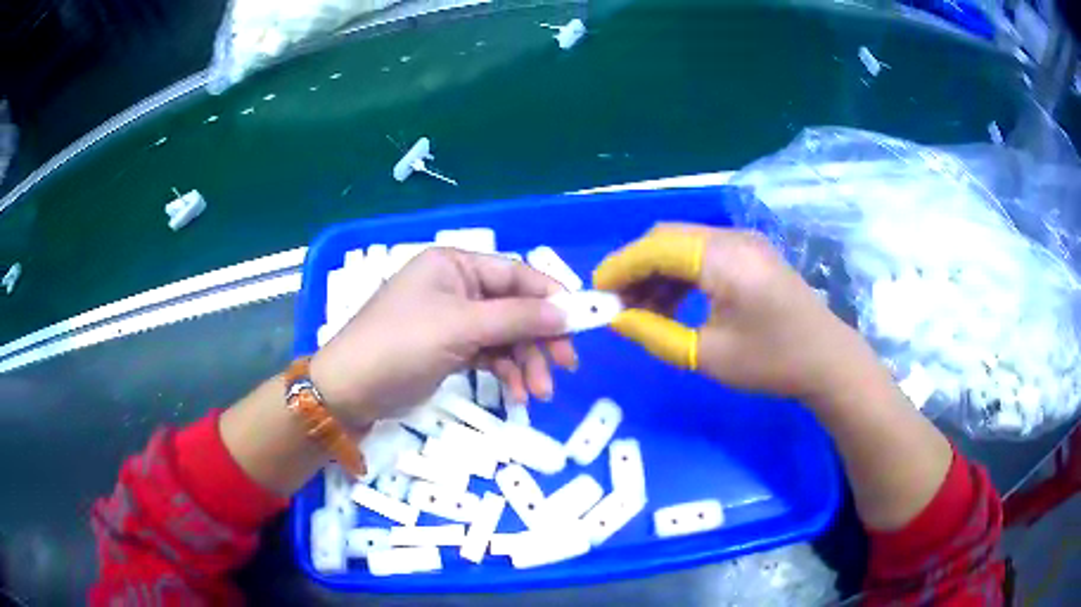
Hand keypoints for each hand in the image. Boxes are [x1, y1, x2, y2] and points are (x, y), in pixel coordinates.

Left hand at [311, 248, 577, 428]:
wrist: (350, 391)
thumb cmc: (401, 345)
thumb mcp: (460, 327)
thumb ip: (516, 318)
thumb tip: (569, 312)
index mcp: (455, 265)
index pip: (515, 273)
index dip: (550, 297)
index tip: (582, 322)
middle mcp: (457, 287)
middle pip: (514, 308)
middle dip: (539, 339)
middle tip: (565, 366)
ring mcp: (454, 320)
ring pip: (505, 336)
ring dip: (525, 363)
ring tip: (537, 393)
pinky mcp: (450, 350)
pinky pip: (490, 355)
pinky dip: (506, 373)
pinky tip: (516, 395)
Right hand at [593, 224, 877, 403]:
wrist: (827, 360)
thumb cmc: (771, 361)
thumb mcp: (707, 355)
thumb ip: (655, 333)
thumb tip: (616, 318)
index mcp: (723, 258)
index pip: (656, 247)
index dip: (620, 266)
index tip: (596, 292)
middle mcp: (732, 238)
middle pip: (667, 238)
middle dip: (635, 267)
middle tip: (616, 303)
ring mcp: (744, 242)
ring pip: (683, 245)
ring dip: (657, 272)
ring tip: (641, 310)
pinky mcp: (751, 254)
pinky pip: (703, 254)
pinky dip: (680, 275)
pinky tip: (671, 304)